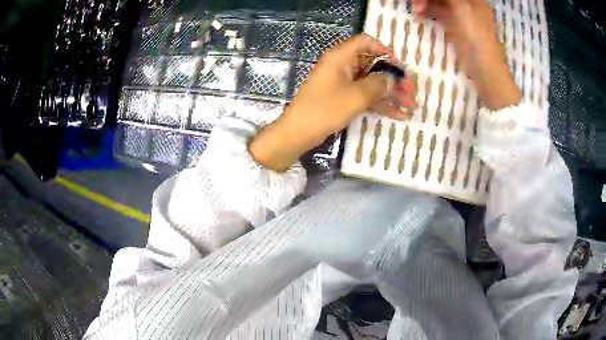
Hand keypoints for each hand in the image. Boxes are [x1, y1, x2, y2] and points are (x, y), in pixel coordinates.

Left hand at [249, 34, 416, 171]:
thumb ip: (378, 85)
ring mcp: (343, 83)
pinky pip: (366, 96)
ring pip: (372, 82)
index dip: (385, 51)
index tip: (399, 67)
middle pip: (373, 64)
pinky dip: (381, 104)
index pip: (366, 42)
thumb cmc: (324, 110)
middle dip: (394, 78)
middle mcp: (342, 66)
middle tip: (412, 91)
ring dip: (391, 93)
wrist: (298, 133)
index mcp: (341, 57)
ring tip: (412, 105)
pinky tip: (400, 115)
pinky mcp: (343, 97)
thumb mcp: (355, 96)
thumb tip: (393, 79)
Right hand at [412, 0, 520, 109]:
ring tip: (415, 9)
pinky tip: (419, 13)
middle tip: (414, 2)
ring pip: (439, 1)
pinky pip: (439, 11)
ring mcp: (461, 13)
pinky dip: (428, 10)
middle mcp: (467, 2)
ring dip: (426, 2)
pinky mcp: (455, 24)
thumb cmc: (477, 37)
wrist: (485, 69)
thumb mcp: (463, 9)